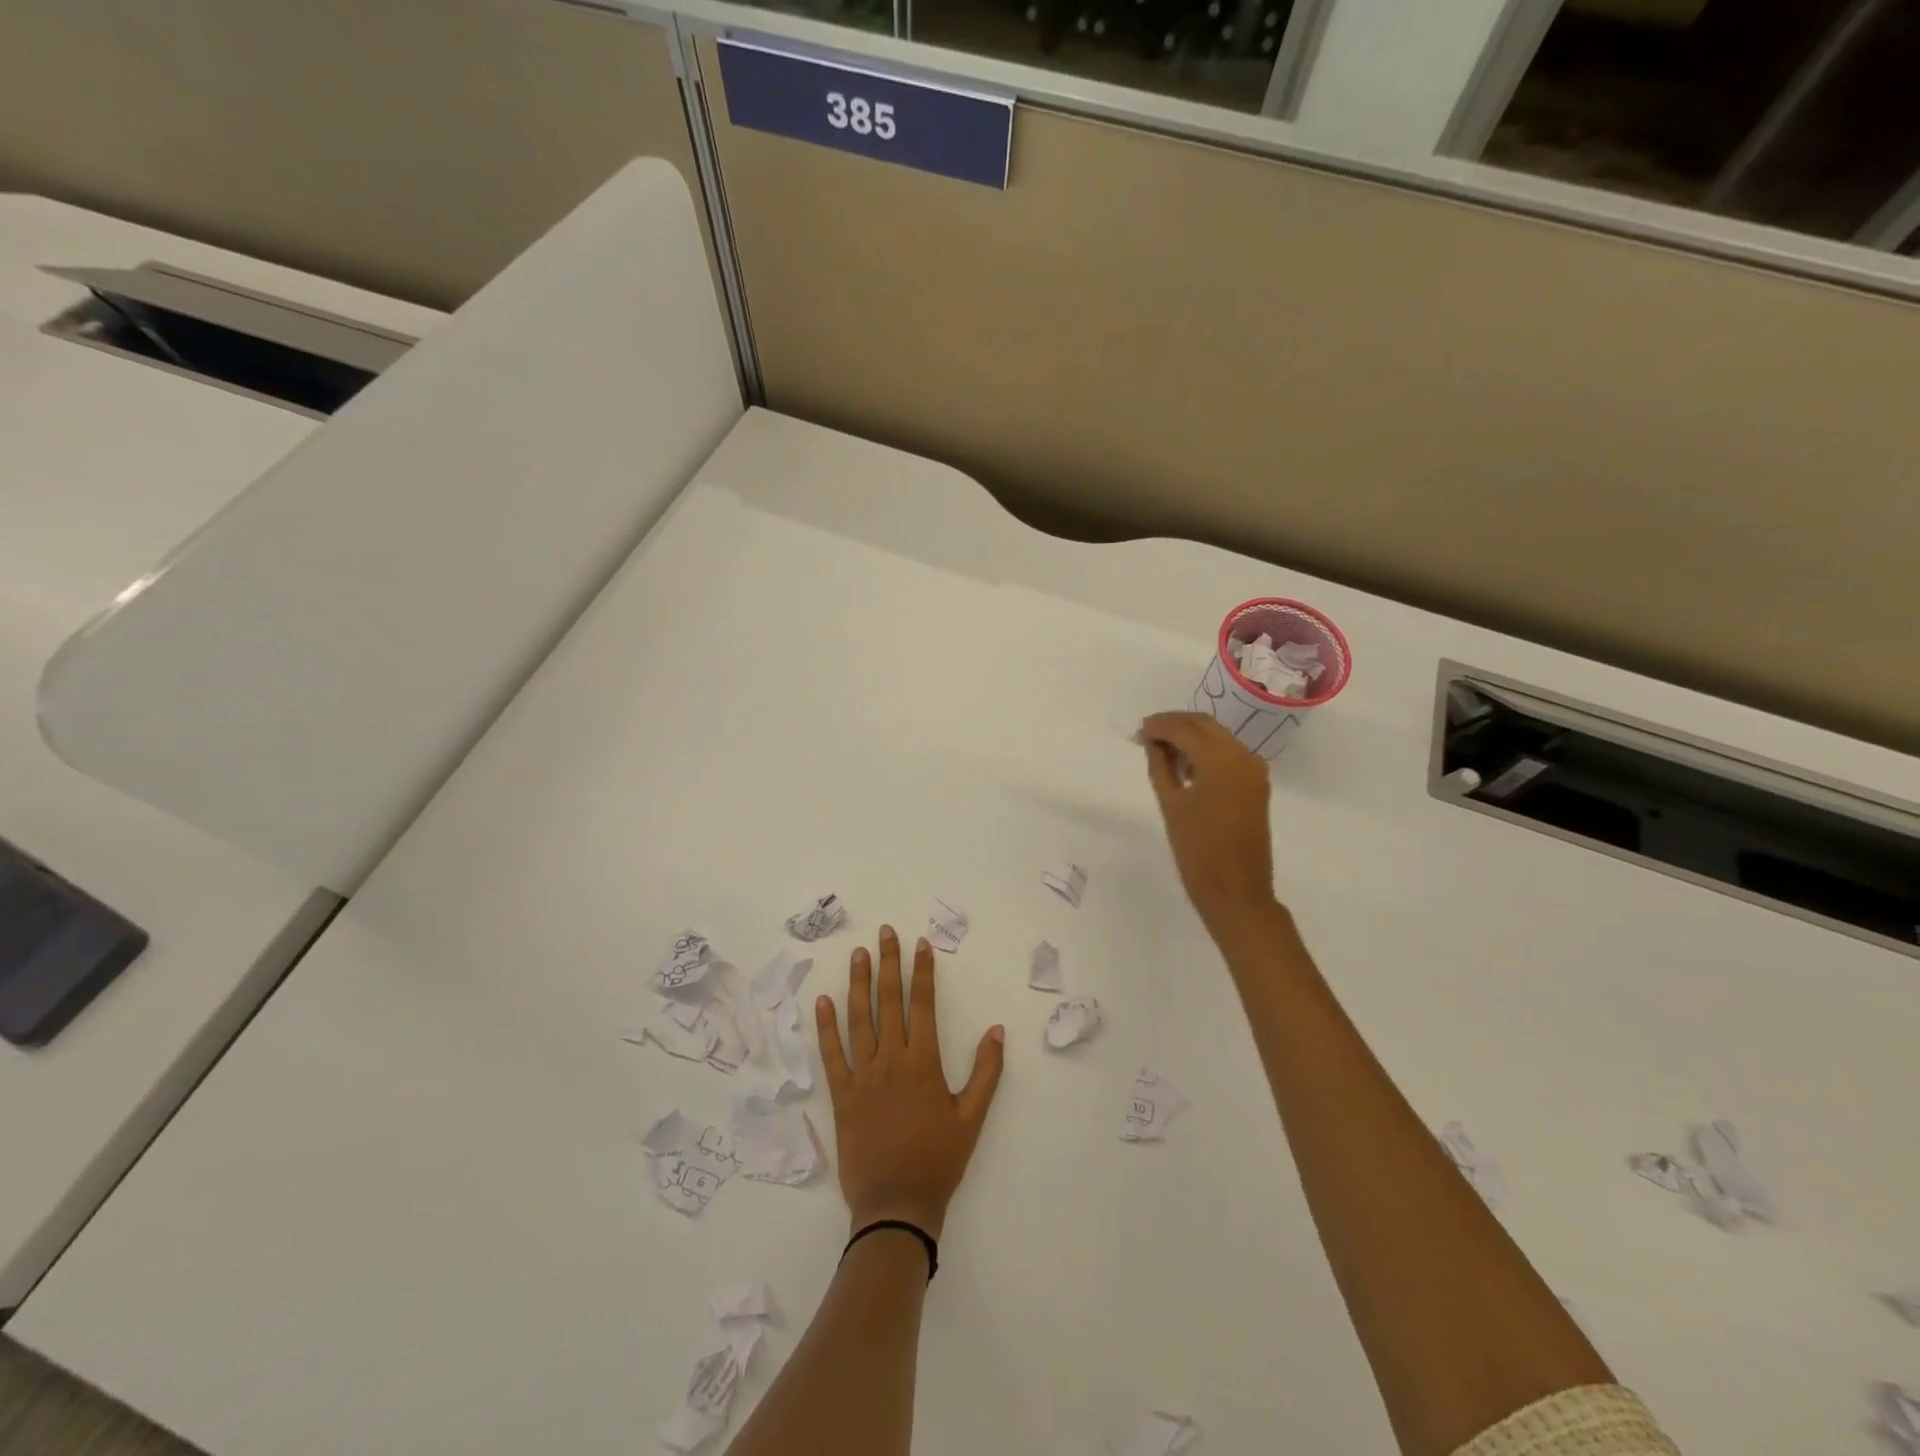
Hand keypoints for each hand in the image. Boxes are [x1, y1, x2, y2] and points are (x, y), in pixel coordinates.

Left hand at [815, 926, 1005, 1238]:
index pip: (922, 1005)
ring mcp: (862, 1076)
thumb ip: (986, 1072)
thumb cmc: (939, 1161)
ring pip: (859, 1019)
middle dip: (889, 964)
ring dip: (858, 984)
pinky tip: (822, 1001)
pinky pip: (831, 1055)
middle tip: (885, 933)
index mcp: (923, 1063)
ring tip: (858, 954)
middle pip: (890, 1002)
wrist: (896, 1207)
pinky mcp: (841, 1096)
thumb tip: (997, 1030)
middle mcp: (891, 1060)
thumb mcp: (972, 1118)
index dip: (922, 972)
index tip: (921, 944)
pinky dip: (825, 1027)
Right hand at [1139, 711, 1280, 932]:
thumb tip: (1153, 743)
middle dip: (1175, 725)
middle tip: (1147, 735)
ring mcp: (1254, 770)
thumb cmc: (1197, 851)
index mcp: (1221, 761)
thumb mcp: (1172, 805)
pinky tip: (1185, 766)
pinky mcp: (1256, 784)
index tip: (1138, 731)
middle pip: (1205, 725)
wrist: (1236, 891)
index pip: (1186, 729)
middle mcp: (1243, 756)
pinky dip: (1206, 751)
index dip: (1160, 725)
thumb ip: (1161, 767)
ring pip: (1218, 737)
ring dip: (1191, 736)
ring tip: (1161, 750)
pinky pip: (1229, 754)